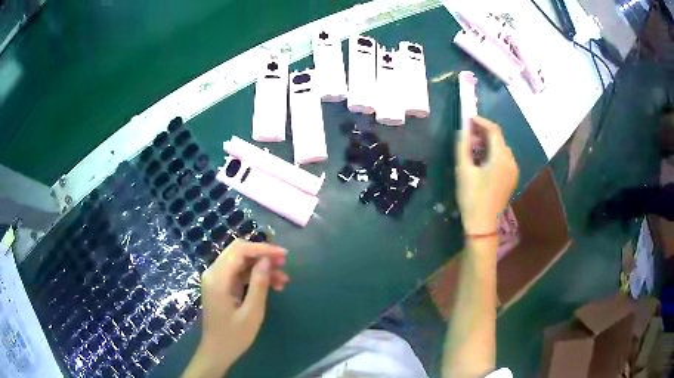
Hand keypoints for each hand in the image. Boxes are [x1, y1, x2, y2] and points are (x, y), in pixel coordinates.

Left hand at [183, 240, 288, 377]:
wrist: (217, 351)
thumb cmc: (234, 336)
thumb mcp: (252, 312)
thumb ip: (259, 284)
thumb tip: (267, 260)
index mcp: (218, 278)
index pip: (240, 250)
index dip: (263, 249)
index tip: (283, 255)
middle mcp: (214, 273)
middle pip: (239, 252)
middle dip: (263, 255)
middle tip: (283, 265)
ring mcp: (216, 279)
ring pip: (241, 262)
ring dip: (261, 268)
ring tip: (283, 281)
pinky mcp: (221, 286)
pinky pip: (239, 273)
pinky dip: (255, 277)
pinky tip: (272, 286)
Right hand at [455, 116, 518, 234]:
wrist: (483, 225)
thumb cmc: (471, 197)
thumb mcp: (464, 170)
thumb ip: (463, 145)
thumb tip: (463, 128)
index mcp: (501, 157)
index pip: (493, 130)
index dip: (480, 121)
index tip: (467, 119)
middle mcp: (511, 161)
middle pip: (499, 138)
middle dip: (483, 132)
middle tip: (467, 135)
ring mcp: (513, 171)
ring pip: (502, 148)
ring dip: (489, 143)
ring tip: (473, 148)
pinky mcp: (512, 178)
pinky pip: (504, 159)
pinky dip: (494, 153)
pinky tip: (483, 161)